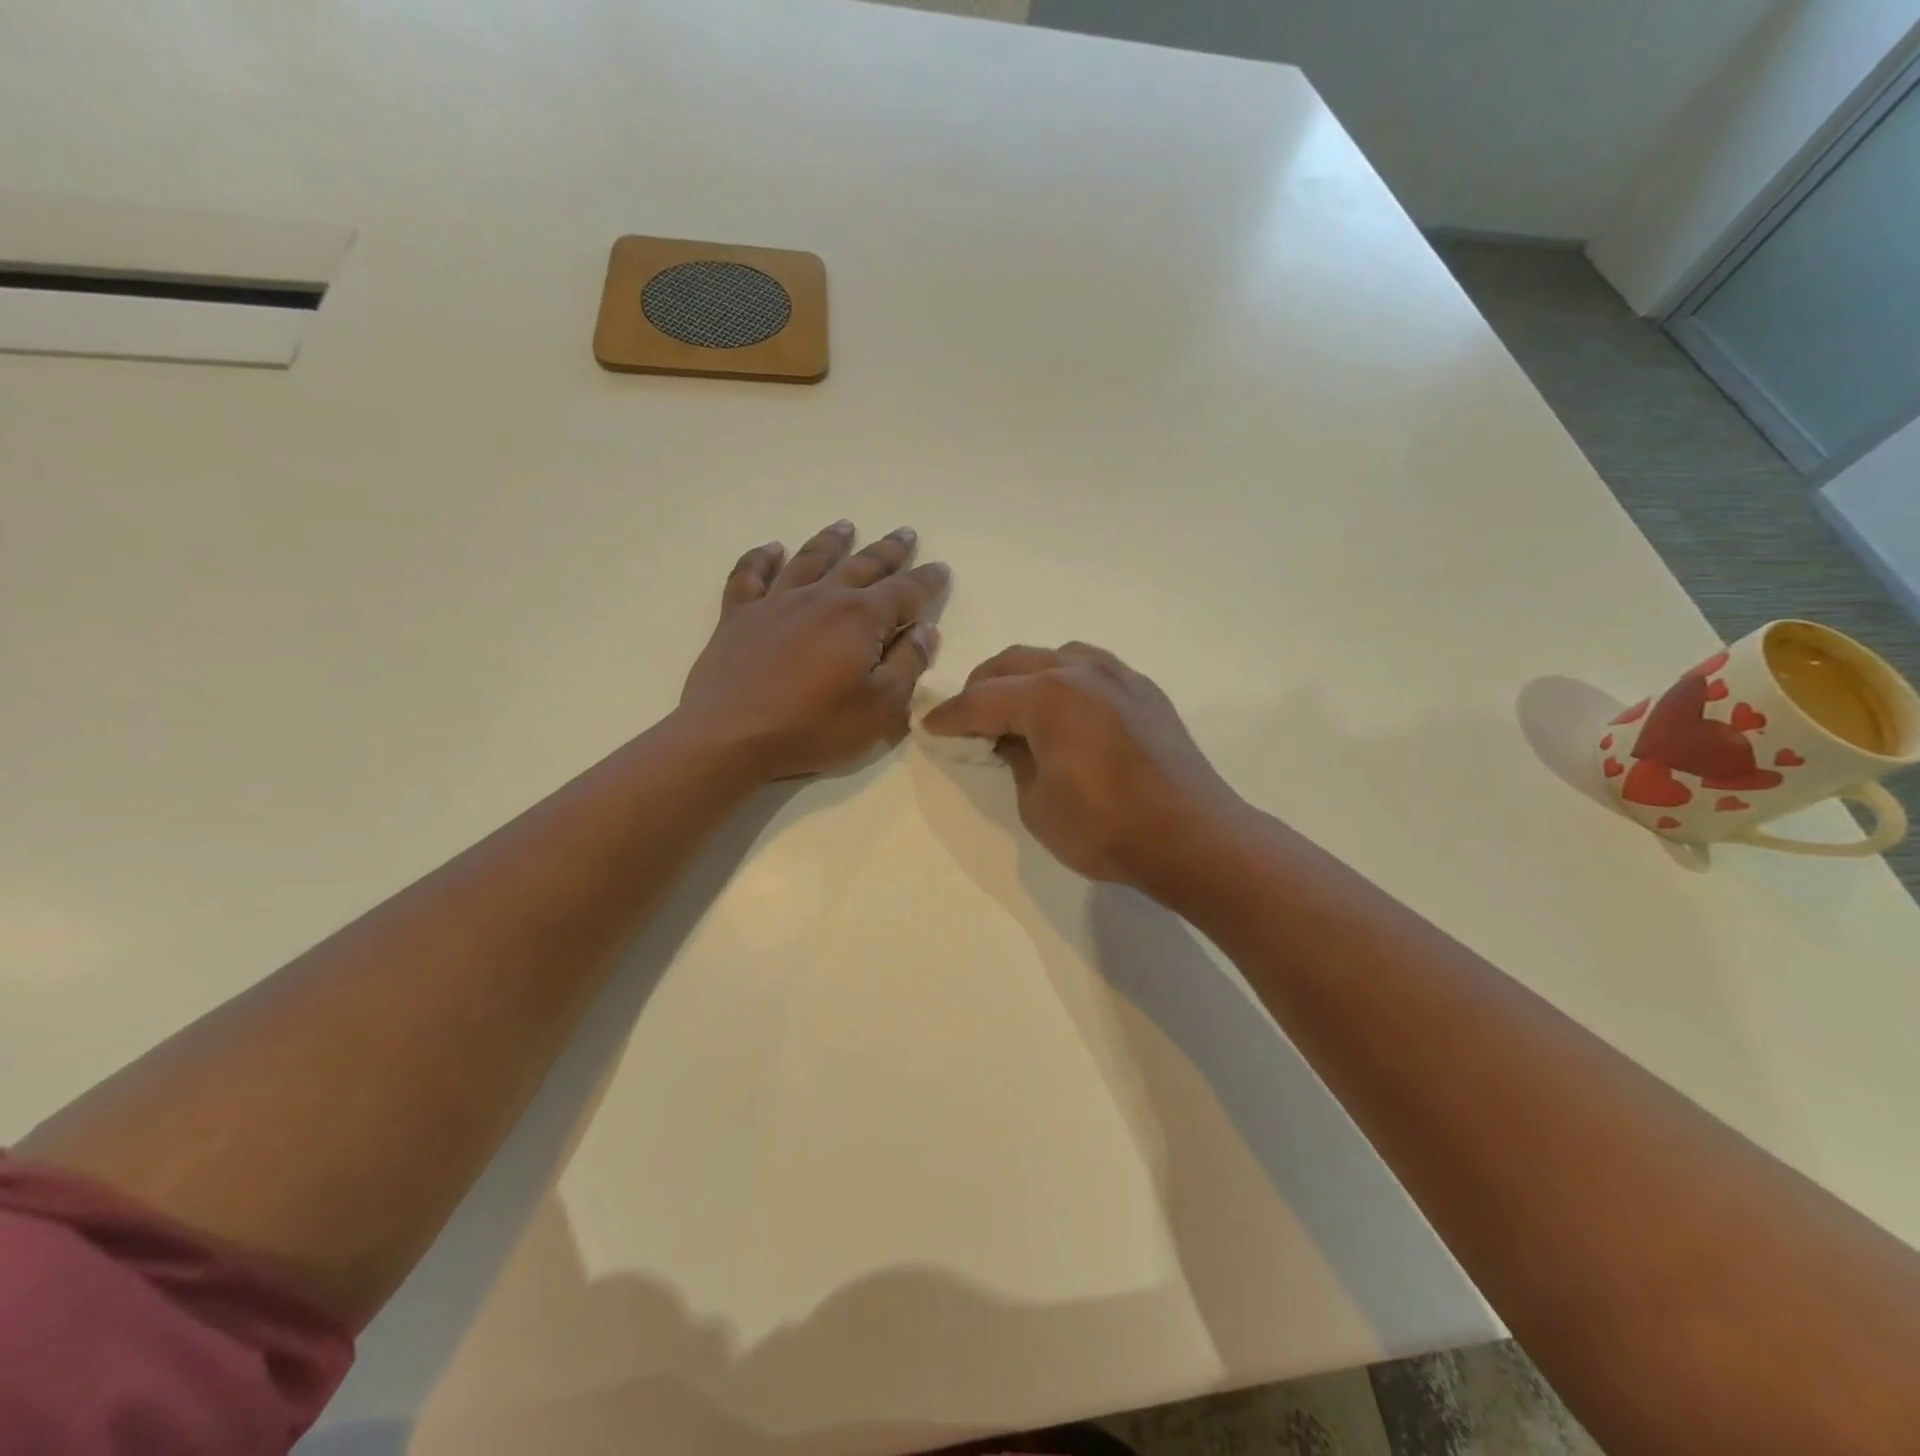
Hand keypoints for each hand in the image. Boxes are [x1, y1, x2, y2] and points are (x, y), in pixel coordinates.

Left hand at [677, 520, 949, 781]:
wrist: (730, 735)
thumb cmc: (814, 726)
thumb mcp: (881, 707)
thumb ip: (908, 664)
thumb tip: (926, 631)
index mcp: (860, 618)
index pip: (905, 592)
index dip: (927, 581)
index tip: (941, 568)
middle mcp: (821, 598)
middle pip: (862, 566)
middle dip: (888, 551)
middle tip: (905, 533)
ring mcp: (776, 603)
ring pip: (809, 560)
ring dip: (831, 542)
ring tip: (845, 526)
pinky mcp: (738, 617)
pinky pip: (750, 576)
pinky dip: (762, 559)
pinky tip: (772, 549)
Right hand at [922, 642, 1247, 894]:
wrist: (1192, 837)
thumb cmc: (1106, 828)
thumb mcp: (1037, 805)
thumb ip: (1016, 762)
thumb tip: (1013, 740)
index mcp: (1048, 697)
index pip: (982, 700)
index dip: (951, 716)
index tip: (930, 727)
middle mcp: (1081, 672)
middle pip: (1014, 663)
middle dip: (982, 686)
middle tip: (967, 715)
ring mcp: (1118, 676)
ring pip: (1055, 656)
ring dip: (1025, 676)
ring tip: (1016, 707)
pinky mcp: (1144, 691)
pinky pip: (1091, 668)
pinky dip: (1064, 679)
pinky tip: (1066, 710)